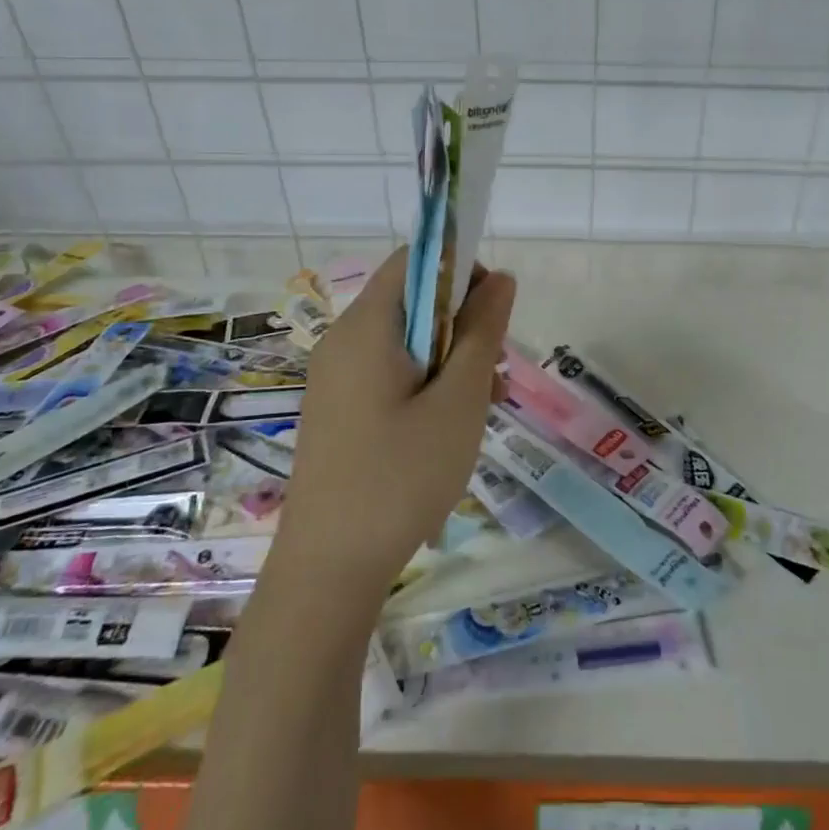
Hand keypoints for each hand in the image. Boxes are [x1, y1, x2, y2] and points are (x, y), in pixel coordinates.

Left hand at [275, 246, 515, 601]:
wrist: (329, 569)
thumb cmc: (402, 476)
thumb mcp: (459, 401)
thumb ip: (481, 332)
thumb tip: (499, 278)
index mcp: (367, 327)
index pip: (416, 260)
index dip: (461, 271)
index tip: (494, 317)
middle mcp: (344, 341)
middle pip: (414, 302)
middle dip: (464, 326)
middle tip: (496, 375)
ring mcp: (337, 378)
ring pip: (407, 342)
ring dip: (452, 360)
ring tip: (485, 407)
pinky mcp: (340, 410)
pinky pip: (390, 374)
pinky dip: (427, 385)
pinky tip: (451, 428)